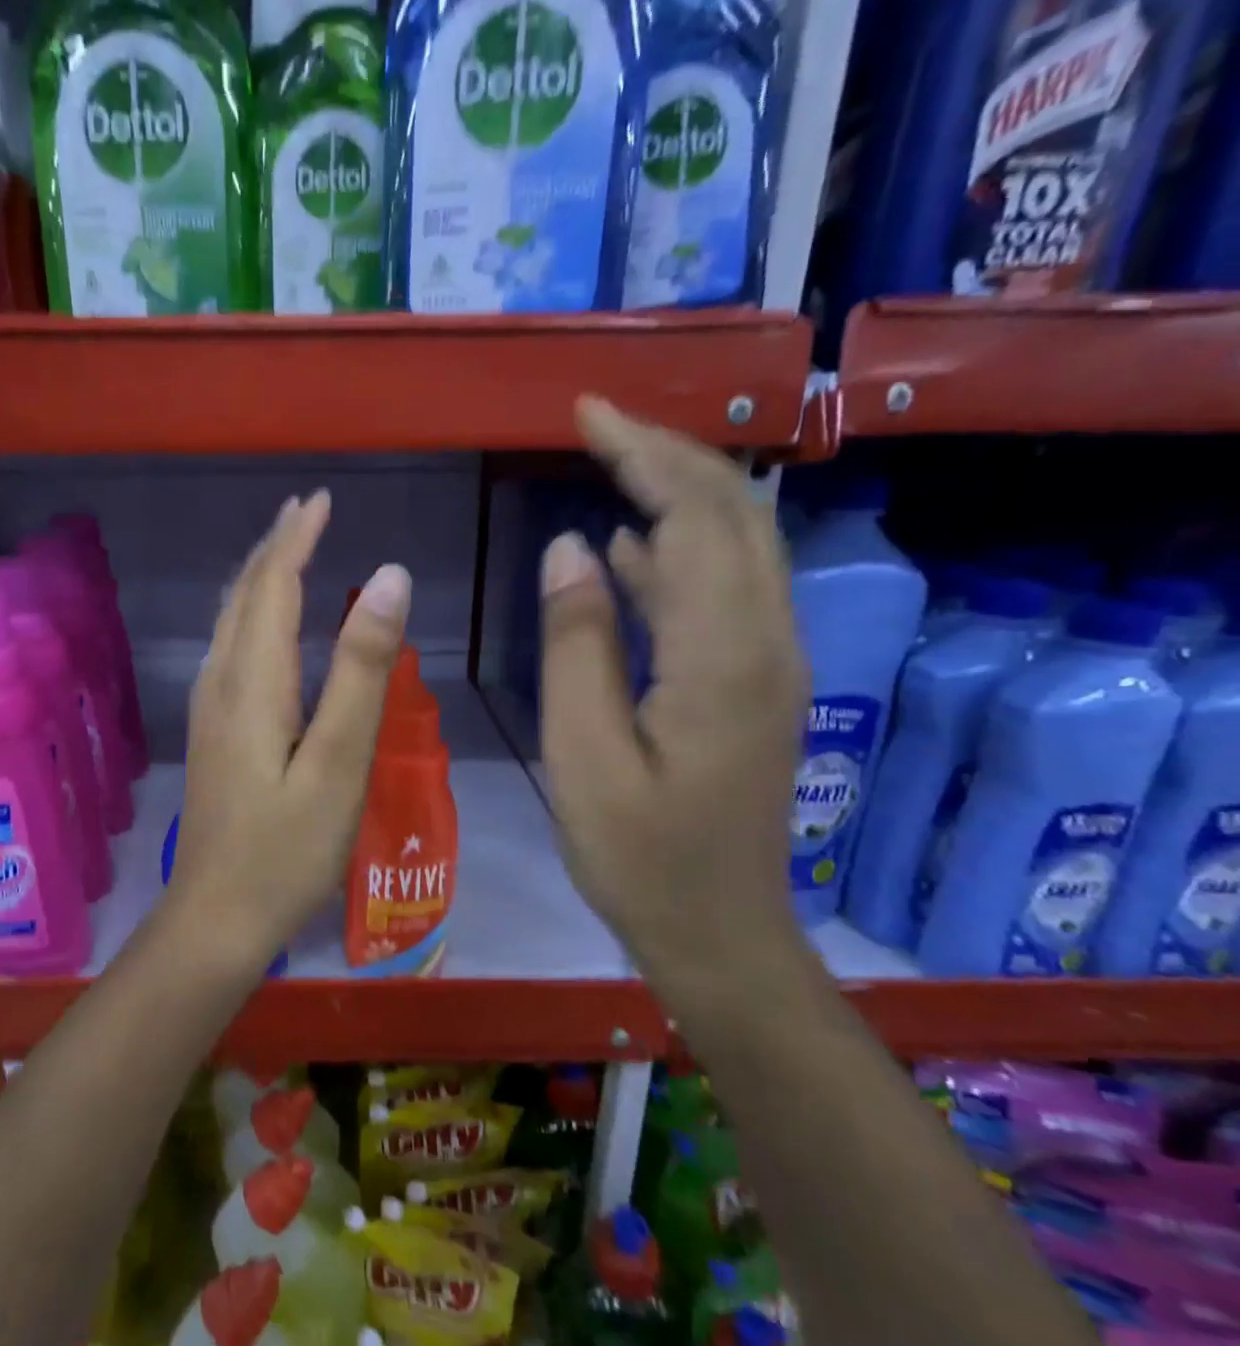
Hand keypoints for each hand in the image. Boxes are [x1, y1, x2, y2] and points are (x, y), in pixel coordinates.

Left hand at [170, 492, 411, 972]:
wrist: (216, 917)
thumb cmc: (287, 849)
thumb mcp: (339, 761)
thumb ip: (361, 669)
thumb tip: (387, 578)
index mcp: (253, 681)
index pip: (272, 586)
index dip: (296, 539)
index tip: (321, 499)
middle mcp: (222, 682)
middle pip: (243, 596)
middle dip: (274, 547)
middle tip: (307, 511)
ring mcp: (210, 708)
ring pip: (230, 621)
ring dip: (259, 577)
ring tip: (289, 550)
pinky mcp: (212, 732)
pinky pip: (229, 648)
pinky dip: (252, 614)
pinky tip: (266, 625)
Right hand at [539, 399, 809, 1000]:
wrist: (720, 933)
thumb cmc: (638, 856)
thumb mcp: (581, 754)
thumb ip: (577, 645)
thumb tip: (572, 548)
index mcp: (721, 658)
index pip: (693, 518)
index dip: (642, 454)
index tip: (586, 413)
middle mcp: (767, 642)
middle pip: (733, 513)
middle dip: (667, 452)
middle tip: (596, 421)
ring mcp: (772, 661)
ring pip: (738, 543)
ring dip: (679, 490)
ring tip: (610, 459)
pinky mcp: (758, 681)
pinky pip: (724, 589)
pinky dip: (680, 549)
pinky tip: (630, 544)